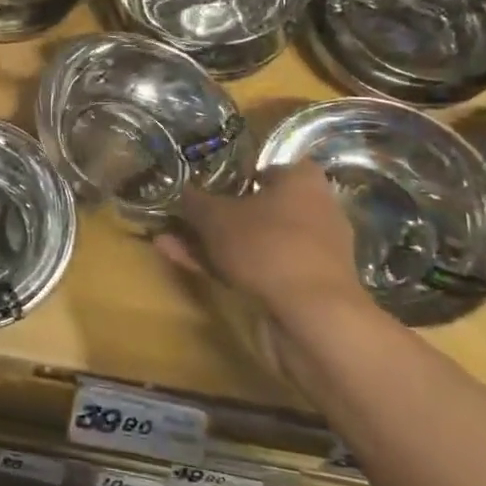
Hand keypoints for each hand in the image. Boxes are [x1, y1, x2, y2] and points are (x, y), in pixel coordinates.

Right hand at [154, 160, 365, 321]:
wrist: (313, 317)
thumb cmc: (267, 246)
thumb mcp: (216, 216)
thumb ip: (196, 201)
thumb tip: (184, 192)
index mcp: (302, 181)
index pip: (268, 167)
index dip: (236, 173)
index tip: (206, 184)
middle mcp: (315, 212)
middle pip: (259, 207)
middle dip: (218, 214)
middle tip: (185, 216)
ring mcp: (311, 253)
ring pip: (255, 241)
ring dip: (215, 243)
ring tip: (171, 243)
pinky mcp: (304, 288)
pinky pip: (260, 268)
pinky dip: (227, 267)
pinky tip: (188, 266)